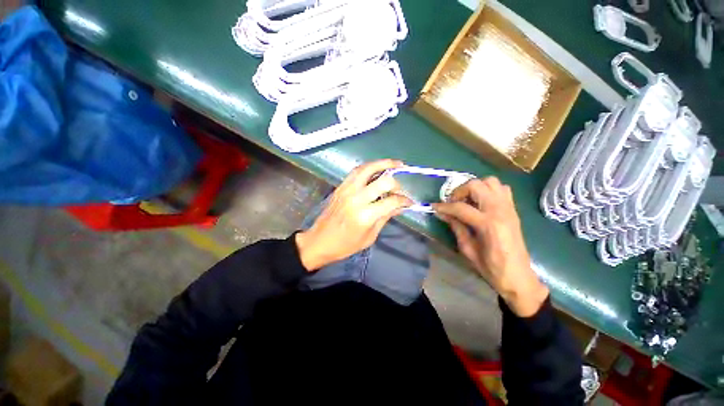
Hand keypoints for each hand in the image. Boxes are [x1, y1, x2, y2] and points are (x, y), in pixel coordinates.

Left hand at [296, 160, 412, 270]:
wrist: (319, 242)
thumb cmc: (345, 245)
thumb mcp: (369, 237)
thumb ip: (385, 218)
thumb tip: (400, 206)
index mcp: (365, 215)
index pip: (391, 201)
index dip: (404, 200)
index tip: (409, 202)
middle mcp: (357, 198)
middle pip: (383, 181)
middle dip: (396, 183)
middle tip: (401, 188)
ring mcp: (347, 190)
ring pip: (367, 169)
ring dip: (383, 164)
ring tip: (396, 163)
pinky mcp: (340, 187)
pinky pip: (356, 171)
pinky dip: (369, 167)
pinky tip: (376, 168)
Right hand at [433, 177, 547, 316]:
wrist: (518, 276)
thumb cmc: (491, 268)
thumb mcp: (467, 249)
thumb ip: (455, 227)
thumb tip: (442, 213)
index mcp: (488, 224)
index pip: (460, 207)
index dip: (444, 206)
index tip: (434, 206)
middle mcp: (500, 210)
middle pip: (476, 185)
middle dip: (459, 191)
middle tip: (452, 202)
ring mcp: (508, 208)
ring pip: (490, 181)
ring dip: (475, 187)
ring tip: (466, 200)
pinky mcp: (513, 209)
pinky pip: (501, 188)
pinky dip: (488, 189)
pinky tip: (480, 202)